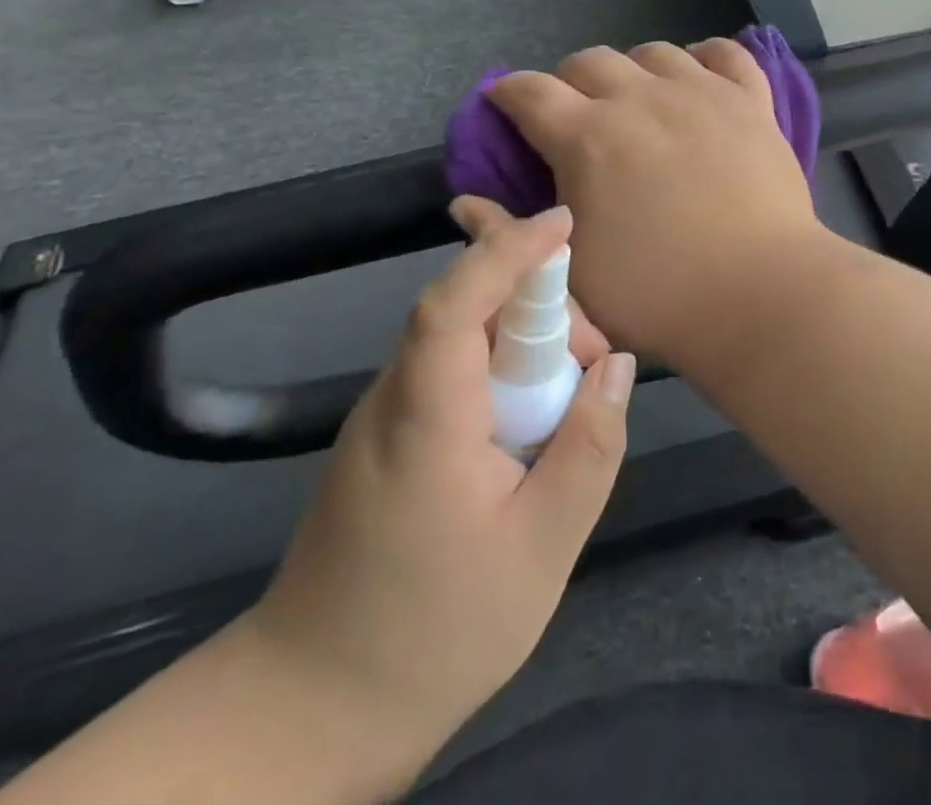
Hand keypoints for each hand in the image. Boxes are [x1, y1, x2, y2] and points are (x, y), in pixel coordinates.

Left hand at [244, 205, 635, 763]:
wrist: (313, 708)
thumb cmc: (436, 631)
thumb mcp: (542, 547)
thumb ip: (589, 447)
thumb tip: (617, 366)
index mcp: (426, 415)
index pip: (456, 300)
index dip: (507, 250)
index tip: (562, 222)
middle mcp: (394, 396)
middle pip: (468, 310)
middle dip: (541, 310)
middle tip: (593, 368)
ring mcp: (383, 416)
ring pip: (462, 339)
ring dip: (524, 343)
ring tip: (569, 403)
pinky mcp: (386, 436)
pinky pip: (452, 372)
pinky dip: (500, 371)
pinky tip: (530, 422)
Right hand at [489, 39, 825, 365]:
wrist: (759, 295)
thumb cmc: (658, 295)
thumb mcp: (570, 276)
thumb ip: (514, 235)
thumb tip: (466, 204)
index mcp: (588, 137)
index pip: (529, 91)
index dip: (508, 94)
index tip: (506, 105)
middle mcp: (640, 99)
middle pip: (589, 61)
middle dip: (569, 83)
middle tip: (578, 118)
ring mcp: (701, 93)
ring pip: (654, 52)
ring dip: (633, 70)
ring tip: (640, 101)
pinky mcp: (750, 100)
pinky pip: (726, 54)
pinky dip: (706, 58)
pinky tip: (699, 78)